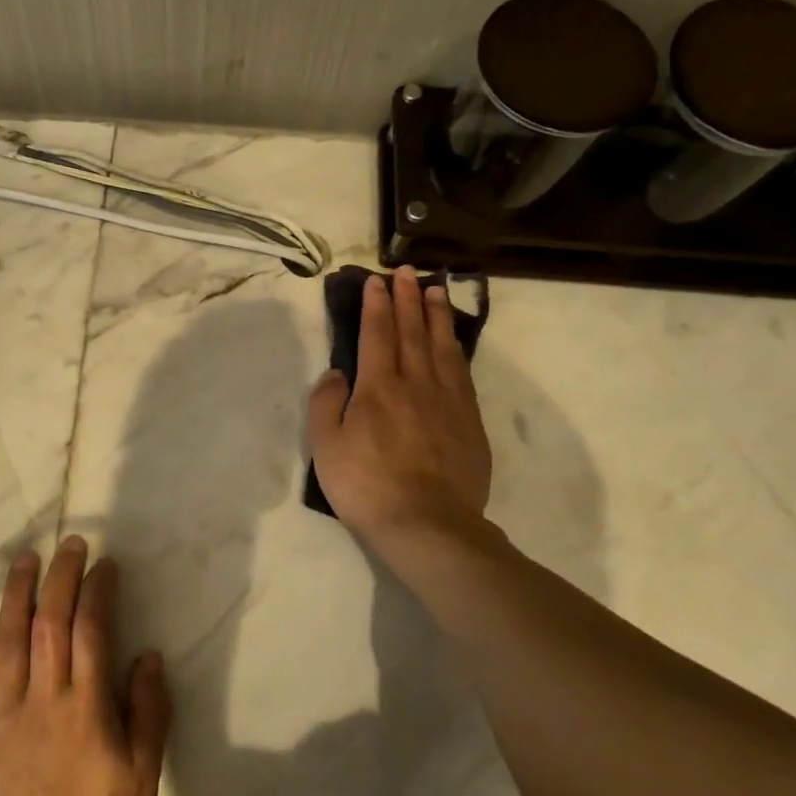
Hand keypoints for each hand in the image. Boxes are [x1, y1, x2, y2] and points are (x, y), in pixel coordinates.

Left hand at [0, 537, 170, 795]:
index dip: (98, 591)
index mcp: (86, 708)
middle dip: (61, 577)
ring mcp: (2, 715)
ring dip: (17, 593)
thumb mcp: (142, 779)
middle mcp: (43, 699)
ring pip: (8, 640)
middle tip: (69, 544)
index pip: (92, 631)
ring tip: (25, 558)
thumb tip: (149, 657)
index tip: (104, 565)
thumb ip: (149, 714)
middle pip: (50, 622)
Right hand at [307, 267, 492, 546]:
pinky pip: (462, 372)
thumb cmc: (367, 486)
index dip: (375, 305)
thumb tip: (337, 373)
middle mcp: (415, 383)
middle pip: (411, 331)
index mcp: (378, 387)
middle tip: (406, 271)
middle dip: (407, 298)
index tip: (376, 280)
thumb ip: (325, 404)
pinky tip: (453, 340)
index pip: (376, 334)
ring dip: (436, 315)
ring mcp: (448, 400)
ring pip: (442, 346)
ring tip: (435, 289)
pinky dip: (456, 348)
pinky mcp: (469, 421)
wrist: (428, 524)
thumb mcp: (325, 447)